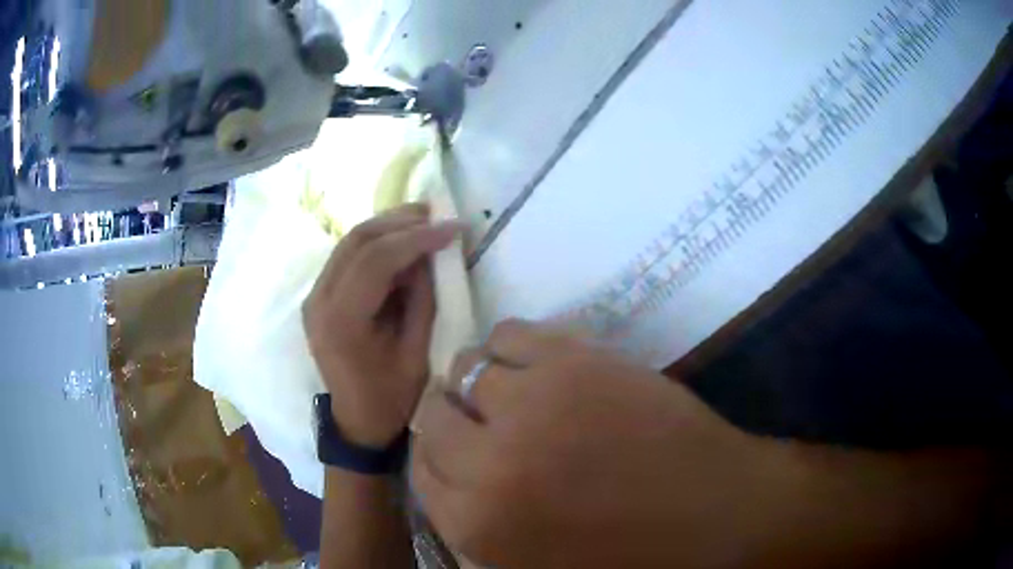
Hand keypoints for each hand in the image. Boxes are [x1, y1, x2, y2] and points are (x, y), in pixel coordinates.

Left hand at [303, 204, 460, 447]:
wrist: (356, 420)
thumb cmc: (390, 397)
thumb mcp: (417, 352)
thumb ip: (422, 298)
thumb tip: (429, 254)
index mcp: (341, 321)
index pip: (375, 261)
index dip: (416, 238)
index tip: (452, 228)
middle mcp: (318, 301)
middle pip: (357, 241)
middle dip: (400, 222)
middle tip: (437, 214)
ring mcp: (314, 296)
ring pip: (350, 242)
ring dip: (388, 226)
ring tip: (424, 220)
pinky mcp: (319, 295)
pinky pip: (347, 256)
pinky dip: (376, 243)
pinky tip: (401, 241)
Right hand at [411, 320, 778, 567]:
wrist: (714, 510)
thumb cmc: (627, 549)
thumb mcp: (531, 559)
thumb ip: (475, 520)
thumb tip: (447, 472)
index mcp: (475, 524)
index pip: (420, 470)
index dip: (438, 454)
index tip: (456, 446)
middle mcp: (488, 465)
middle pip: (434, 417)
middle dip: (452, 418)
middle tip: (483, 419)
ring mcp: (531, 406)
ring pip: (465, 369)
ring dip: (479, 381)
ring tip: (511, 390)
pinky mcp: (573, 362)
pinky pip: (509, 333)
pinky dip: (510, 346)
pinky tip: (534, 364)